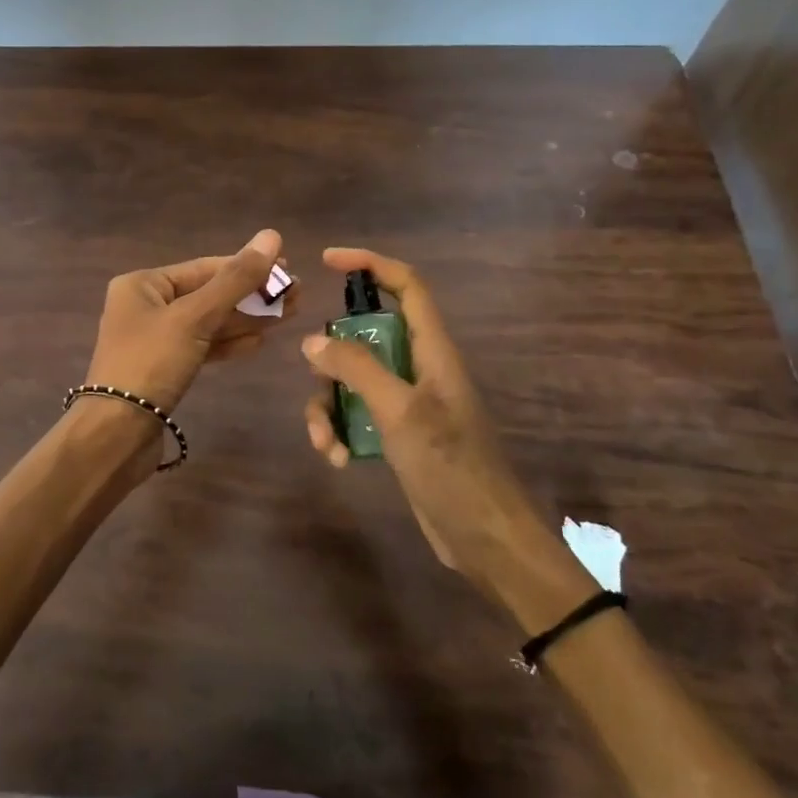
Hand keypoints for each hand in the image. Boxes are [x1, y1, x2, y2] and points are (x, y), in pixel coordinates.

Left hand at [85, 229, 293, 413]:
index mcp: (142, 284)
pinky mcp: (163, 369)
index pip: (204, 268)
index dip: (247, 267)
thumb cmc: (151, 363)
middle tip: (297, 295)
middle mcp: (145, 306)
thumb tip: (271, 235)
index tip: (287, 269)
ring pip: (207, 323)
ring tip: (289, 315)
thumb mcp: (195, 317)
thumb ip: (235, 280)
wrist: (116, 433)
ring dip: (246, 320)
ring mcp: (154, 339)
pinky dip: (228, 344)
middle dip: (251, 296)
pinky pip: (201, 347)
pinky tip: (259, 342)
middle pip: (208, 294)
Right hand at [299, 247, 542, 589]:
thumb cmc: (450, 466)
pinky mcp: (398, 434)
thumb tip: (313, 341)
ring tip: (325, 442)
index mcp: (433, 350)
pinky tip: (337, 459)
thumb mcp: (399, 411)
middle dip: (332, 356)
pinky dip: (339, 430)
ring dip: (329, 406)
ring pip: (353, 380)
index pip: (407, 286)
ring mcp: (408, 402)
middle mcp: (420, 368)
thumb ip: (356, 369)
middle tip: (314, 375)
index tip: (327, 260)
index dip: (370, 264)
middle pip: (365, 336)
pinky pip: (356, 414)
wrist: (484, 538)